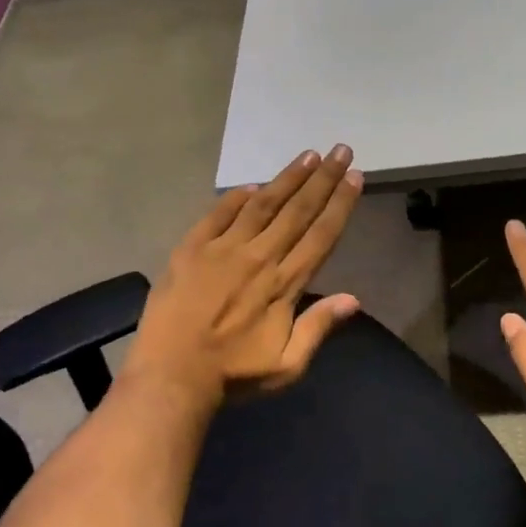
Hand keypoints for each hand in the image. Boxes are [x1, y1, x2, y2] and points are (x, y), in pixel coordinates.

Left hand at [123, 145, 363, 411]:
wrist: (170, 376)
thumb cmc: (232, 375)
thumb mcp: (286, 366)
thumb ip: (318, 328)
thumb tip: (354, 299)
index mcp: (283, 284)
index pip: (320, 235)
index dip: (340, 204)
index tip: (355, 176)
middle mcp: (258, 257)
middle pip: (297, 211)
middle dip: (322, 179)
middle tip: (340, 150)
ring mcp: (222, 249)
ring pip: (261, 204)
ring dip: (286, 178)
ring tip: (307, 156)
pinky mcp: (190, 249)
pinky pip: (217, 214)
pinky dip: (235, 198)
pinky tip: (251, 185)